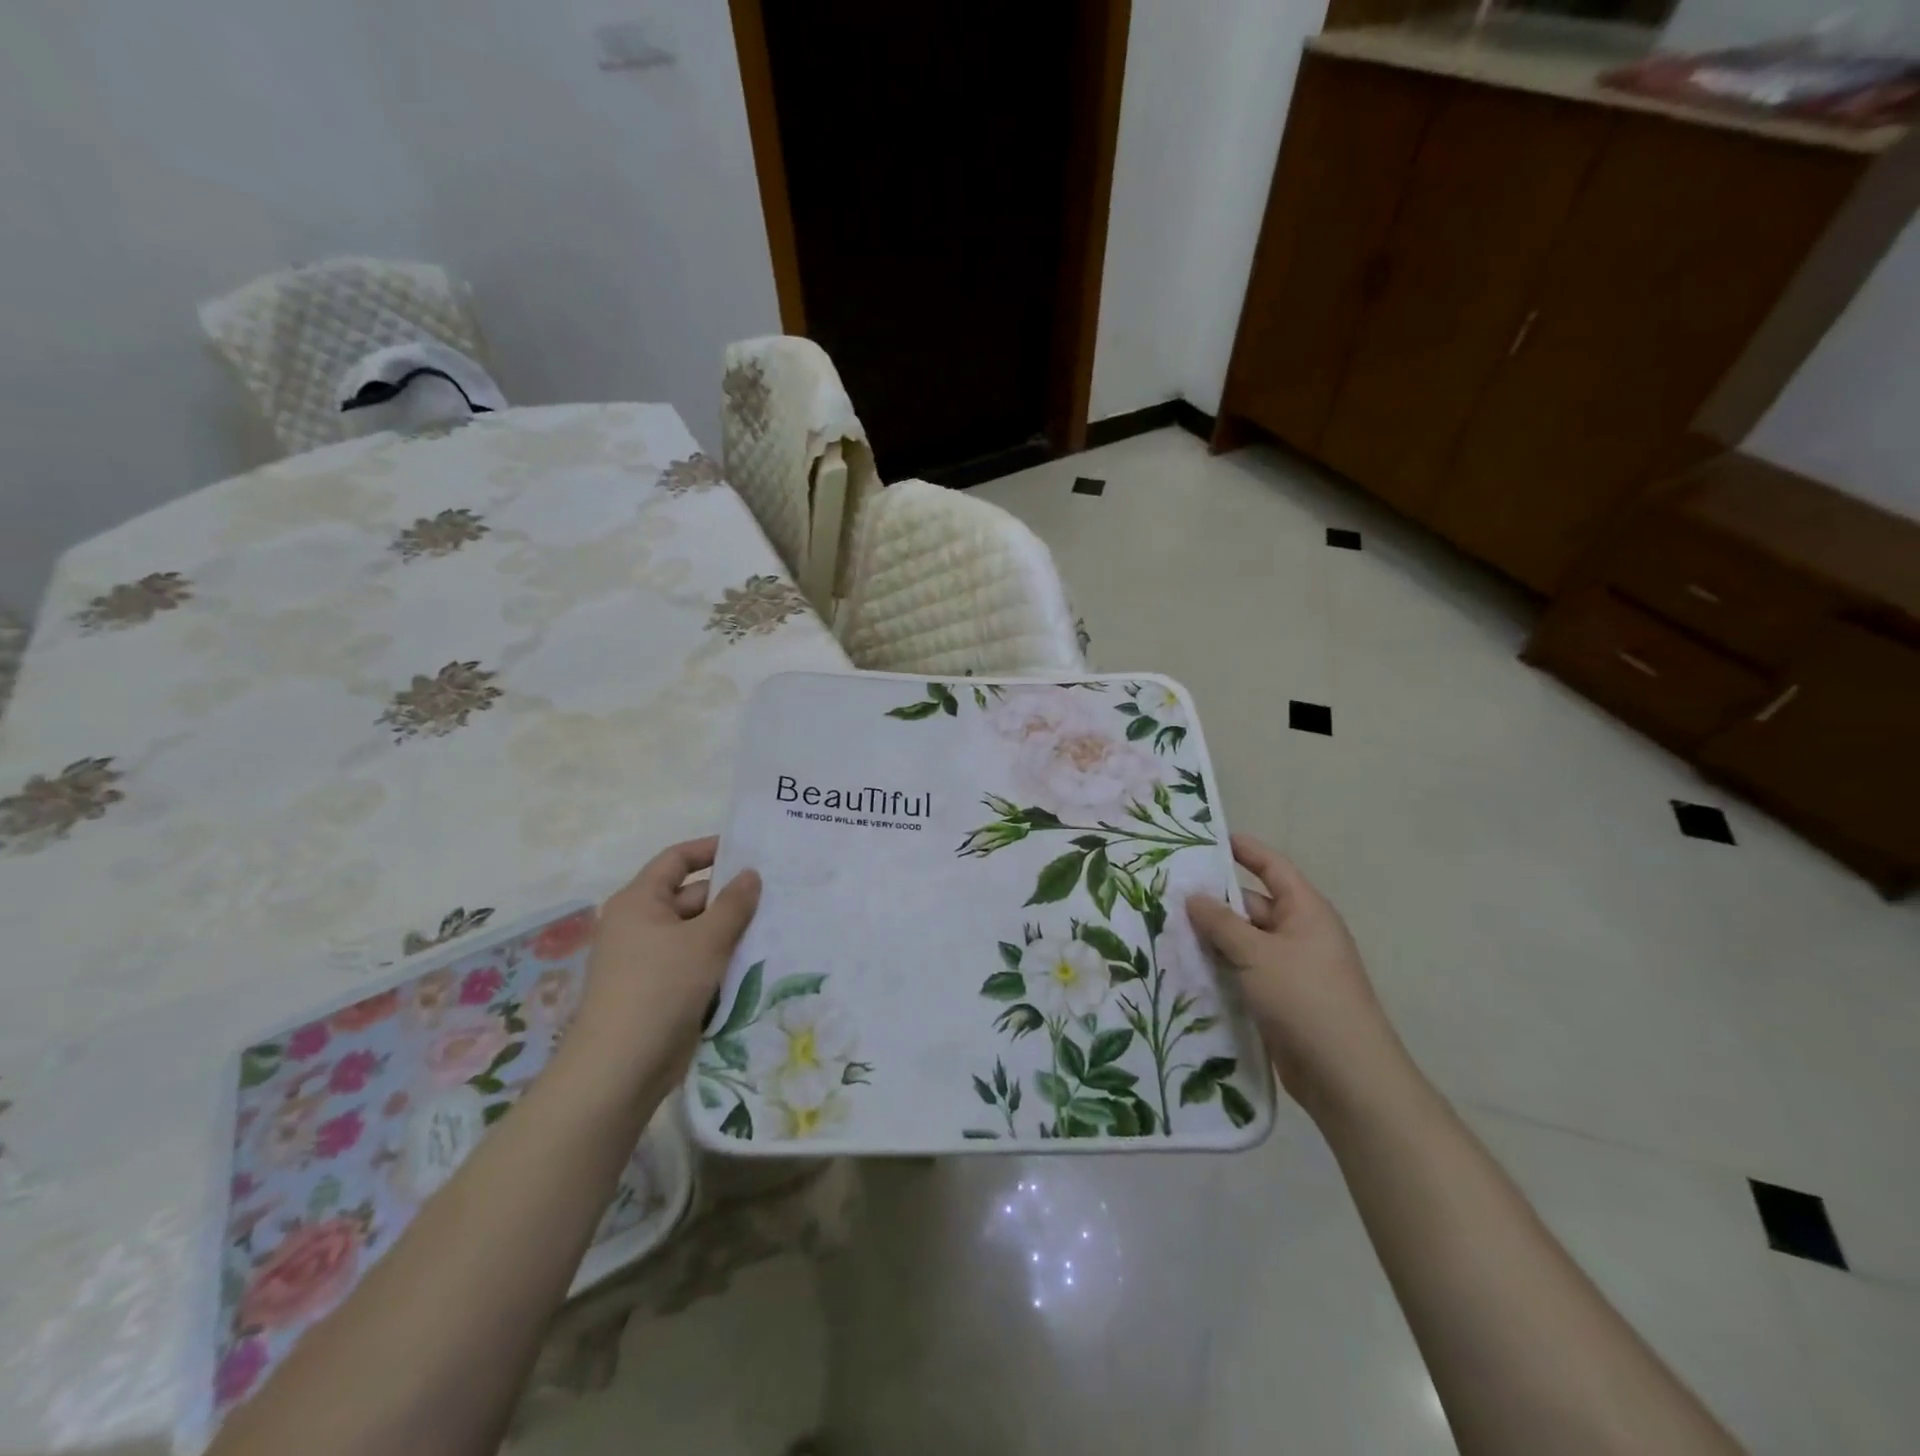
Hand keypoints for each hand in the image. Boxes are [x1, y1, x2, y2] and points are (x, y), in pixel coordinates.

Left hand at [556, 836, 760, 1110]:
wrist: (620, 1069)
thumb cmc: (660, 989)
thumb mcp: (705, 940)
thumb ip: (733, 904)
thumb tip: (751, 874)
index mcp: (639, 901)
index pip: (676, 860)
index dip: (710, 850)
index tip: (749, 850)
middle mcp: (640, 924)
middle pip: (691, 896)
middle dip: (731, 896)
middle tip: (777, 893)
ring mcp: (650, 959)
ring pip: (697, 932)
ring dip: (730, 930)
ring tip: (777, 924)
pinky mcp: (661, 990)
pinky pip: (696, 962)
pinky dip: (721, 959)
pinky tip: (757, 961)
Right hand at [1186, 834, 1407, 1120]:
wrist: (1346, 1076)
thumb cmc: (1306, 998)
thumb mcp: (1257, 953)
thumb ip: (1221, 922)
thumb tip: (1193, 895)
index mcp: (1305, 910)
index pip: (1271, 867)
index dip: (1242, 849)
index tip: (1206, 839)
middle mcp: (1299, 933)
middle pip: (1250, 905)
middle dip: (1212, 901)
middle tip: (1165, 894)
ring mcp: (1289, 968)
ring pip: (1242, 942)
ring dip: (1210, 939)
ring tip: (1163, 929)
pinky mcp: (1279, 999)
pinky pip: (1242, 972)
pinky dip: (1218, 969)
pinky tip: (1184, 969)